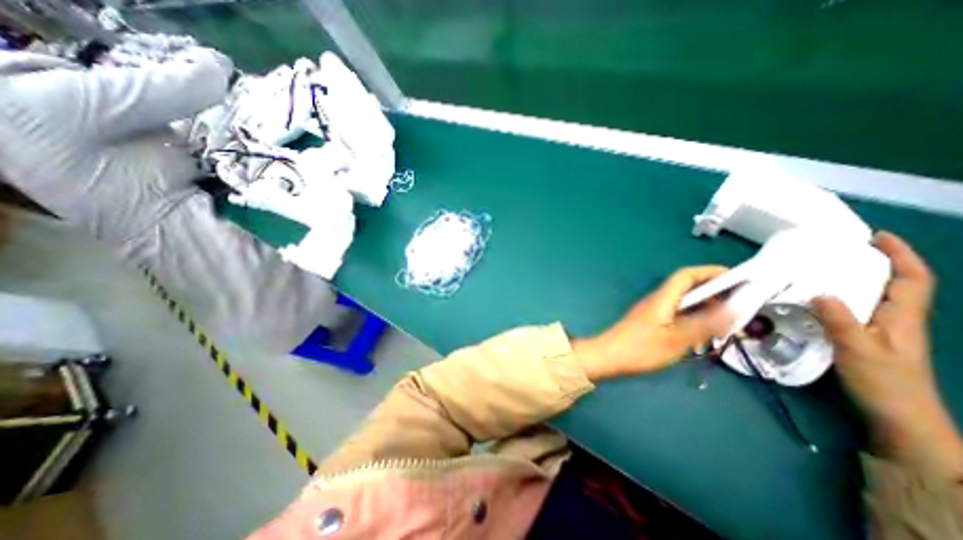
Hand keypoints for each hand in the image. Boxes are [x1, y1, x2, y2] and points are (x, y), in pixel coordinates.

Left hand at [570, 267, 730, 378]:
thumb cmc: (640, 348)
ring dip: (705, 307)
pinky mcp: (650, 322)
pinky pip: (676, 314)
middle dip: (714, 292)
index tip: (738, 279)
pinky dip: (693, 318)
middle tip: (739, 307)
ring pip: (683, 302)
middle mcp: (657, 300)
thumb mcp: (676, 339)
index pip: (686, 275)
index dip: (711, 272)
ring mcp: (652, 311)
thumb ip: (704, 324)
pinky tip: (703, 333)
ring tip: (726, 322)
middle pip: (687, 287)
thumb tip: (734, 309)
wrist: (607, 356)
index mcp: (662, 298)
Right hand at [811, 230, 961, 475]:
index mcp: (902, 318)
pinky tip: (813, 300)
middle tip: (836, 250)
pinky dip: (837, 298)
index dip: (900, 255)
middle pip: (892, 283)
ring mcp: (880, 330)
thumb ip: (840, 320)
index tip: (874, 237)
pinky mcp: (863, 339)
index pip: (912, 279)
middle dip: (872, 262)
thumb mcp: (860, 351)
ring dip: (852, 279)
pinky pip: (852, 310)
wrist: (898, 419)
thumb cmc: (885, 384)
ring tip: (819, 270)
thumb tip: (819, 292)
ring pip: (870, 296)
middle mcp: (895, 319)